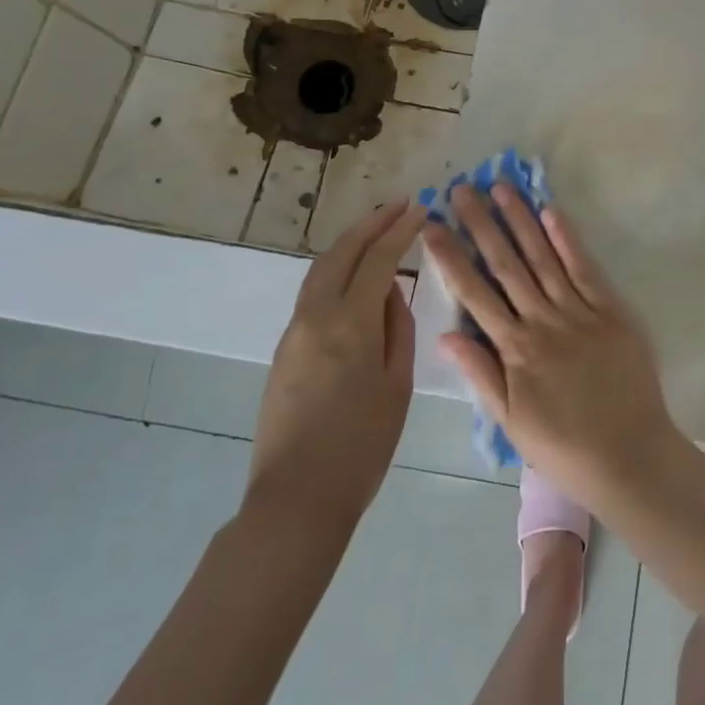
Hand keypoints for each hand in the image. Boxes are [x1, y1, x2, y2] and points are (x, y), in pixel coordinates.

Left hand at [244, 199, 422, 530]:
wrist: (296, 499)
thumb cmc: (361, 446)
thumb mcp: (397, 384)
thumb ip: (398, 328)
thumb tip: (391, 290)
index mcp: (351, 323)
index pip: (378, 259)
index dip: (400, 230)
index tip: (420, 208)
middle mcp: (316, 316)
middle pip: (342, 252)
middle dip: (372, 223)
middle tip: (399, 205)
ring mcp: (294, 331)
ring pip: (321, 268)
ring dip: (350, 241)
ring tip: (377, 228)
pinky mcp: (284, 349)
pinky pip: (312, 292)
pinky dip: (336, 268)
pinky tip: (353, 274)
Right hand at [423, 185, 676, 499]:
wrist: (629, 456)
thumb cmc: (563, 445)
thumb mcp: (510, 421)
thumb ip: (479, 373)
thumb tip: (444, 334)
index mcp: (514, 349)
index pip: (474, 292)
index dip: (451, 256)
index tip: (432, 225)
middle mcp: (542, 321)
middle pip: (505, 264)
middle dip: (481, 224)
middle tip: (462, 189)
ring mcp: (578, 312)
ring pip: (542, 257)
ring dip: (519, 221)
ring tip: (500, 188)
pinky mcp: (610, 309)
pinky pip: (584, 268)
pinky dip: (567, 239)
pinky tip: (550, 212)